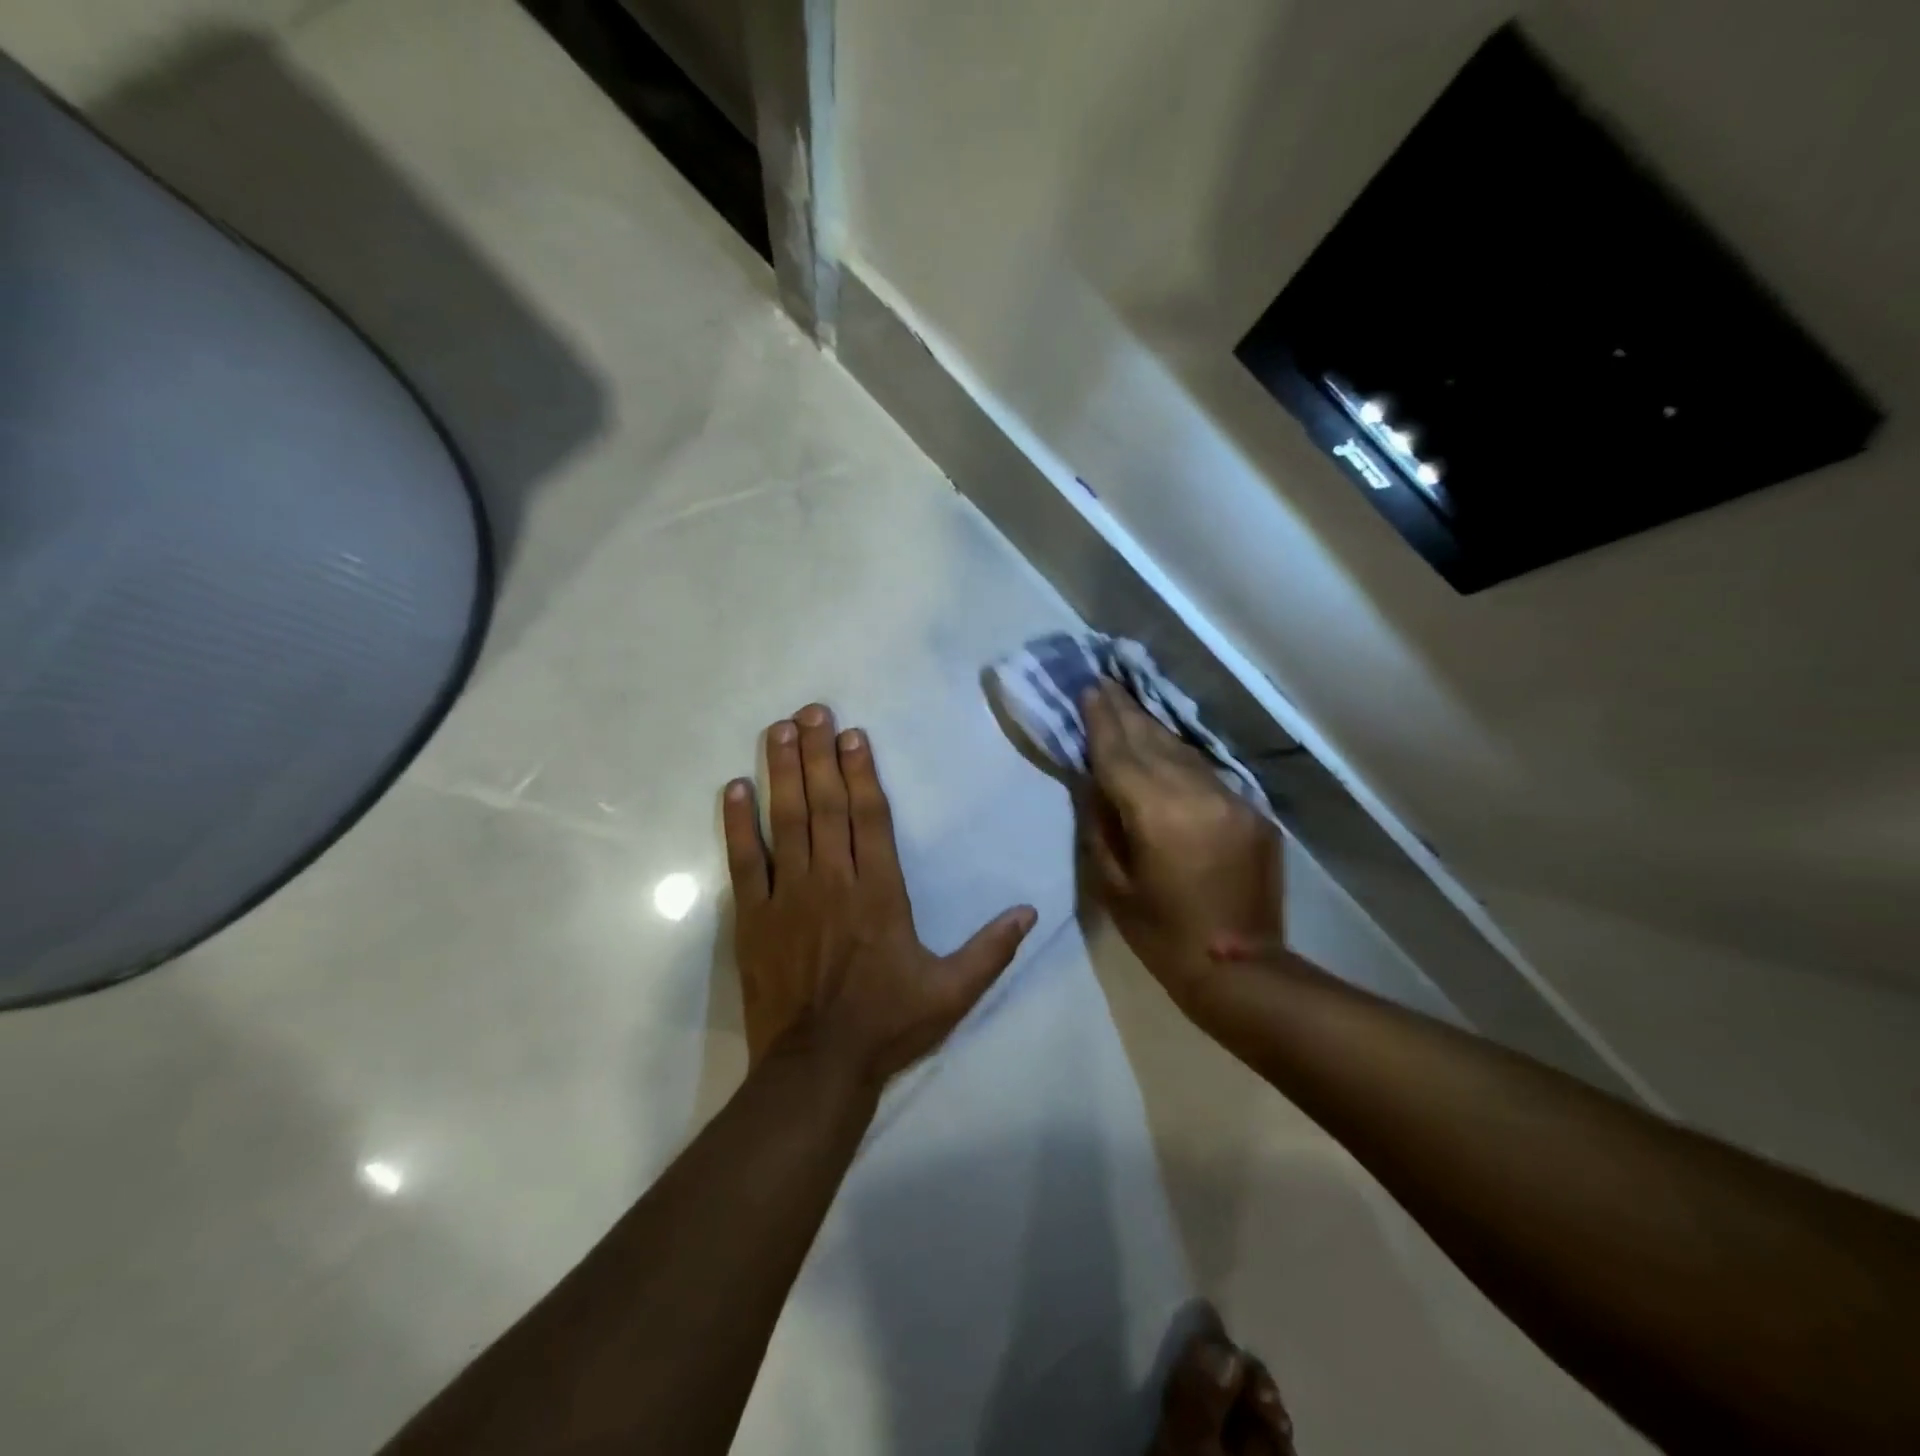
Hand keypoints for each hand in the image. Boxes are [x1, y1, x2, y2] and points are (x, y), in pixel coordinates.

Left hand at [723, 703, 1038, 1086]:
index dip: (861, 771)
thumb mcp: (952, 992)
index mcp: (880, 893)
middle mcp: (833, 881)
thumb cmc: (888, 1024)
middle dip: (819, 754)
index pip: (870, 817)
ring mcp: (787, 896)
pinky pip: (743, 861)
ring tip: (779, 730)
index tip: (853, 734)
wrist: (817, 1068)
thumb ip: (991, 948)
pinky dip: (738, 823)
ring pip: (786, 821)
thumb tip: (1031, 910)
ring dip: (783, 772)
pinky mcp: (753, 917)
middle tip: (811, 711)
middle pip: (825, 805)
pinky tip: (735, 787)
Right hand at [1079, 683, 1282, 1006]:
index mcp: (1158, 814)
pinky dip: (1181, 759)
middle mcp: (1198, 795)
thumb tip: (1093, 779)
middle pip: (1153, 742)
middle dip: (1126, 712)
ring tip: (1129, 706)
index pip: (1120, 754)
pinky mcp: (1252, 811)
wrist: (1240, 968)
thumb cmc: (1161, 934)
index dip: (1101, 721)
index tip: (1088, 689)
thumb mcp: (1112, 884)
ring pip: (1184, 752)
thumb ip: (1100, 823)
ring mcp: (1232, 800)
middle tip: (1104, 683)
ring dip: (1153, 729)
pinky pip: (1208, 774)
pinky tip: (1166, 749)